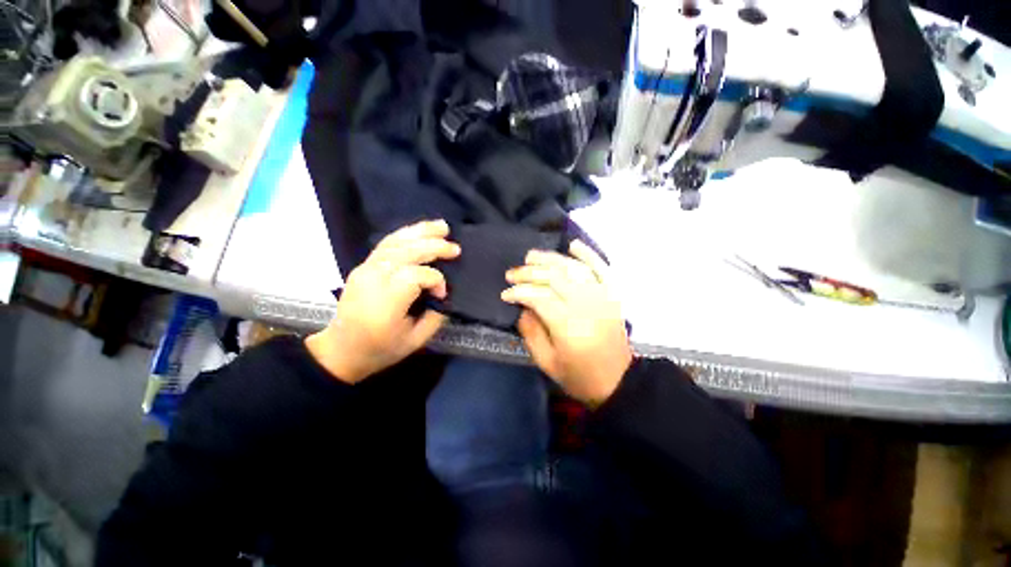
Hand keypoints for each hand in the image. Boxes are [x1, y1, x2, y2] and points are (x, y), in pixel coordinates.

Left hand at [306, 220, 459, 383]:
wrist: (340, 350)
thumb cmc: (379, 349)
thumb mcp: (415, 341)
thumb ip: (435, 316)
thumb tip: (444, 295)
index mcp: (386, 301)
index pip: (416, 276)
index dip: (436, 280)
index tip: (442, 294)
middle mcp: (374, 279)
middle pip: (407, 252)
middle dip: (434, 247)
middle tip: (456, 249)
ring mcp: (365, 269)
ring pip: (395, 242)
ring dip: (421, 232)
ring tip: (442, 226)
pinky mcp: (363, 266)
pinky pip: (386, 243)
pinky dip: (406, 234)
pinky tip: (420, 231)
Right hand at [502, 240, 632, 406]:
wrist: (618, 381)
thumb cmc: (579, 375)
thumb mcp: (546, 362)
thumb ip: (530, 332)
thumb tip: (523, 307)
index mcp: (568, 325)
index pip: (538, 297)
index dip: (518, 292)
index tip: (505, 293)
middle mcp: (585, 304)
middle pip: (553, 277)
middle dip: (528, 272)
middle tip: (512, 273)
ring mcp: (602, 296)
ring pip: (573, 268)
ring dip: (550, 259)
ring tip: (531, 256)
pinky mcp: (613, 295)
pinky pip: (602, 268)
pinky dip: (588, 254)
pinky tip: (573, 245)